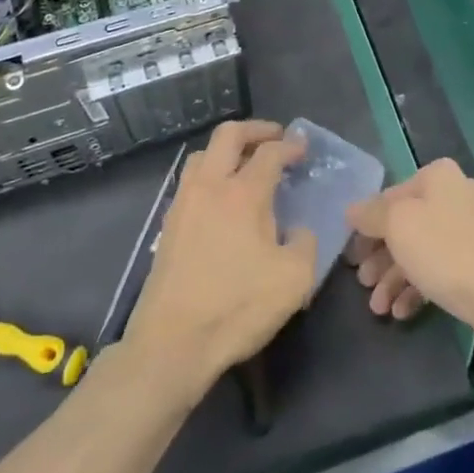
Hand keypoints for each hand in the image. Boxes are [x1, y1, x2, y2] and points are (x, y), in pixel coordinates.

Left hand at [121, 119, 317, 403]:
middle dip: (256, 129)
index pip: (270, 152)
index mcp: (243, 193)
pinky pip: (191, 180)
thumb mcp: (294, 279)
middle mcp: (210, 186)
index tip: (304, 148)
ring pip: (203, 154)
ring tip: (246, 164)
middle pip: (228, 135)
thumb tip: (297, 230)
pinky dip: (210, 173)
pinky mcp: (168, 225)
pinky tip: (222, 199)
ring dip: (227, 149)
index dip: (291, 145)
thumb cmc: (237, 307)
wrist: (172, 343)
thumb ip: (304, 243)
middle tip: (276, 138)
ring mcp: (184, 203)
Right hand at [345, 158, 473, 336]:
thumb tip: (352, 210)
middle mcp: (456, 195)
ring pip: (421, 250)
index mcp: (438, 176)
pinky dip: (418, 287)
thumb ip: (370, 214)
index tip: (353, 254)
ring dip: (395, 277)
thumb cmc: (443, 251)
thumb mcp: (396, 225)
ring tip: (378, 308)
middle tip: (362, 283)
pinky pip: (440, 268)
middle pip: (406, 225)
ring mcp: (472, 229)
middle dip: (381, 257)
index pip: (390, 196)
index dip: (367, 226)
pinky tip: (401, 312)